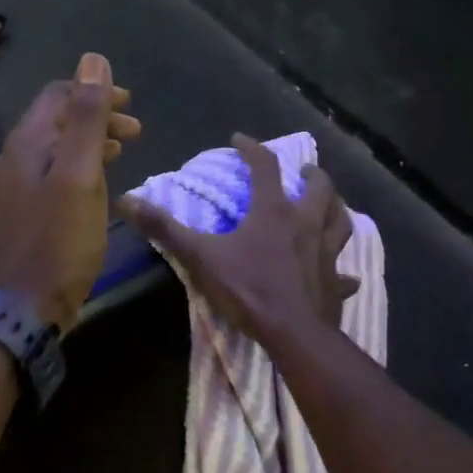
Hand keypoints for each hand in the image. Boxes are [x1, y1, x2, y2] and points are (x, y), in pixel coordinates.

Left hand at [0, 54, 141, 333]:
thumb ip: (87, 118)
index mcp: (26, 143)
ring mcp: (13, 187)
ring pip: (56, 148)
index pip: (58, 95)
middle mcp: (13, 158)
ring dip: (90, 141)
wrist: (26, 306)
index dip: (95, 91)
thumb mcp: (81, 175)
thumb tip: (93, 60)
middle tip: (135, 131)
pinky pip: (52, 173)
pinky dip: (79, 166)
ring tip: (123, 149)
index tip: (130, 104)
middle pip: (57, 120)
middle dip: (97, 116)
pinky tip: (97, 182)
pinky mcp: (21, 211)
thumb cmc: (60, 239)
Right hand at [121, 134, 358, 344]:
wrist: (293, 332)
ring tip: (330, 205)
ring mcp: (327, 253)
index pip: (265, 167)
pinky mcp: (336, 282)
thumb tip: (127, 200)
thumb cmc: (248, 289)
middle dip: (311, 175)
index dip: (252, 149)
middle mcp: (307, 224)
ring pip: (341, 221)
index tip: (240, 140)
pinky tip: (345, 274)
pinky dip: (344, 270)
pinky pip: (345, 272)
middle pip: (319, 189)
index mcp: (275, 212)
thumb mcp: (201, 256)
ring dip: (337, 209)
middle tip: (304, 171)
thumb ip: (165, 229)